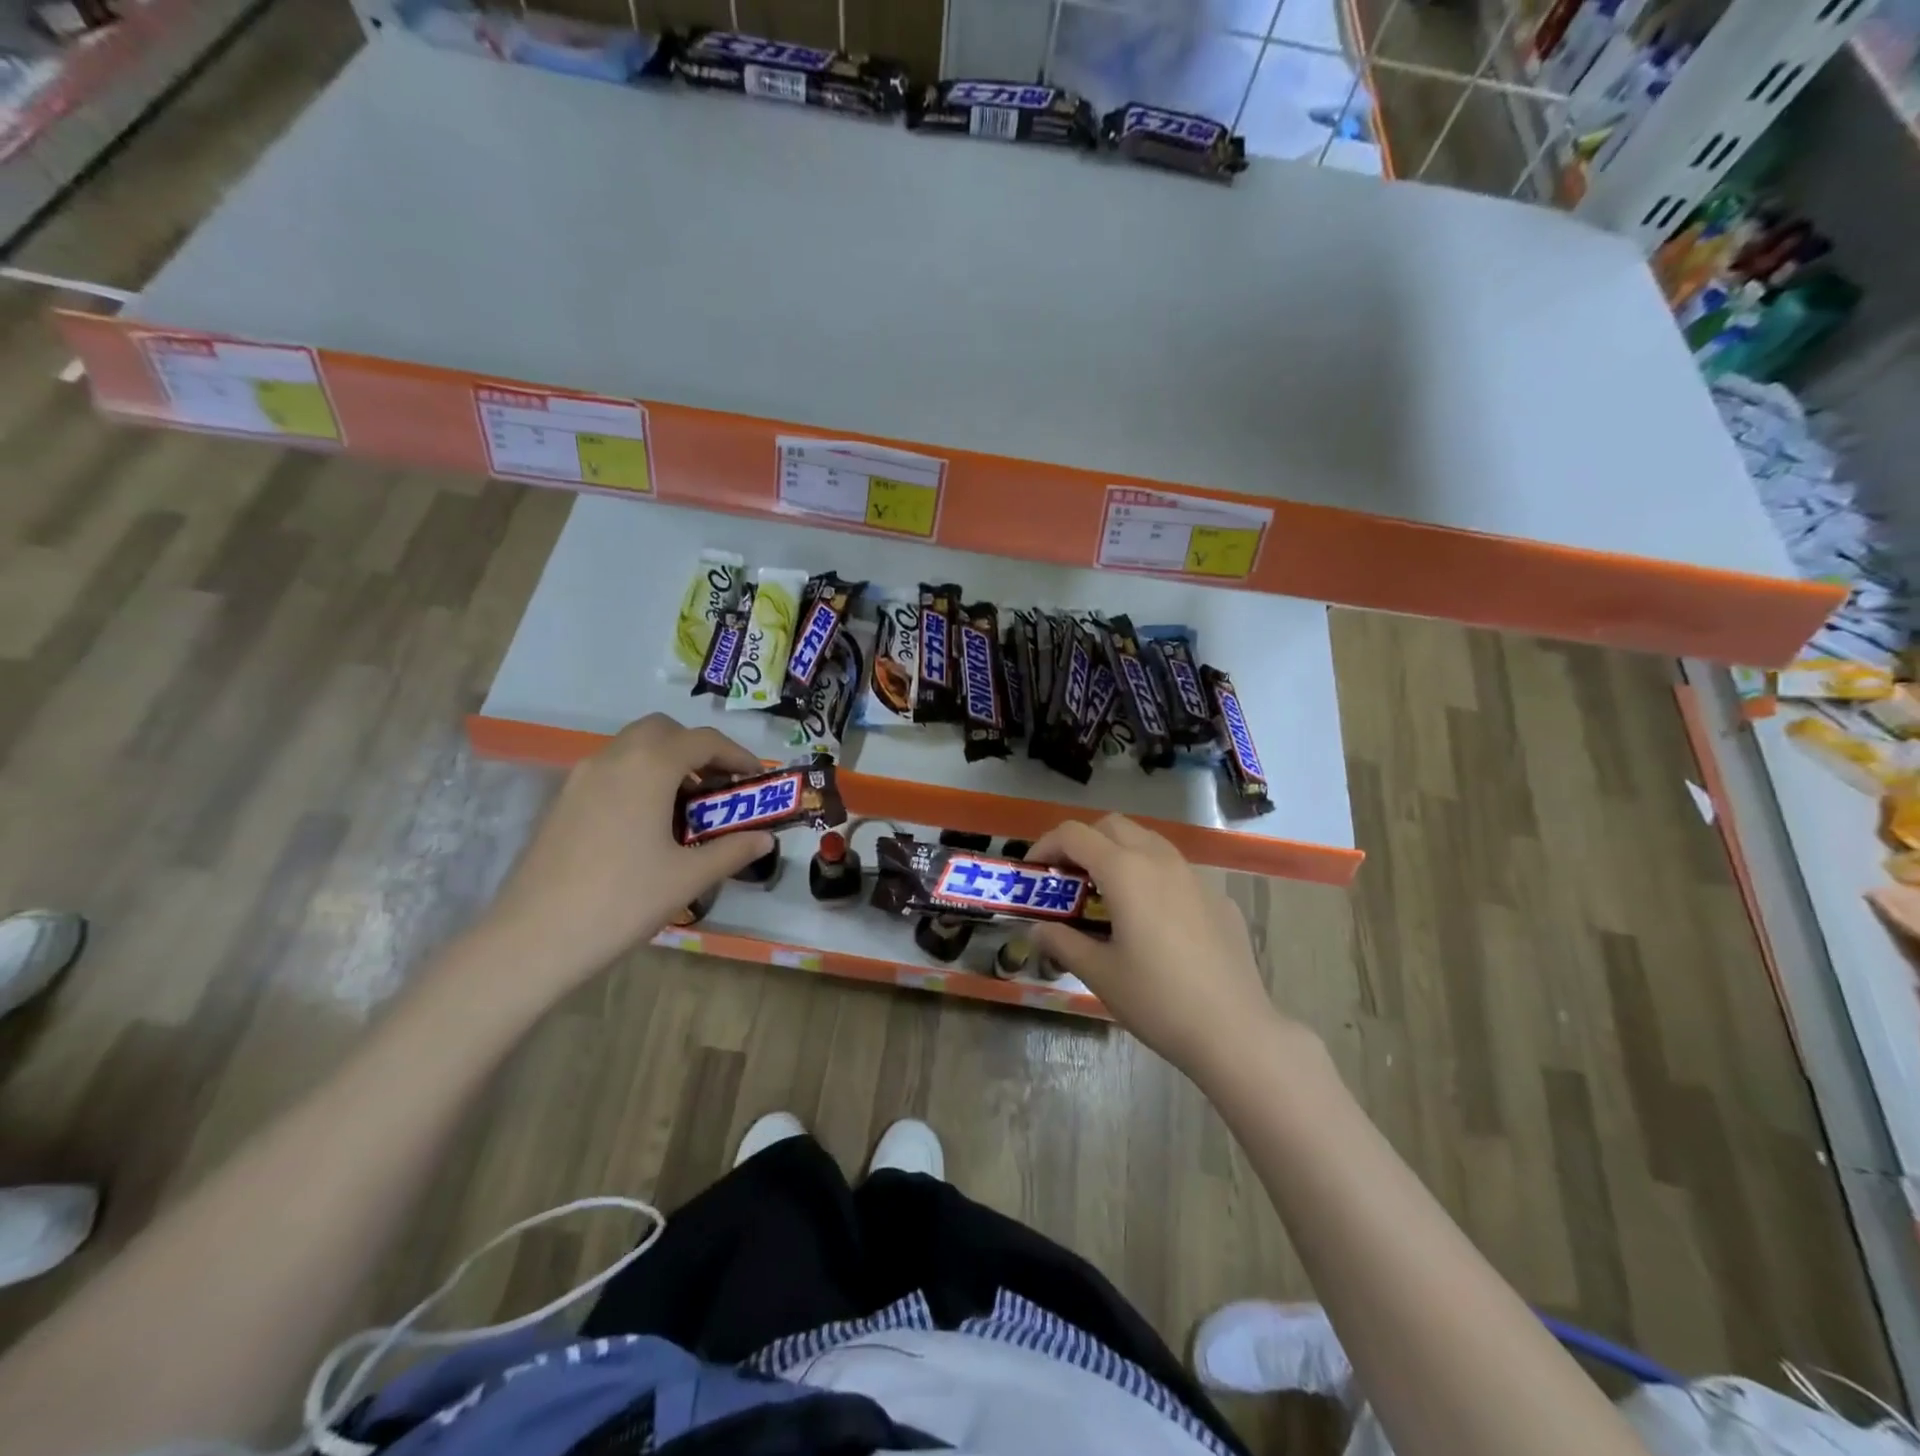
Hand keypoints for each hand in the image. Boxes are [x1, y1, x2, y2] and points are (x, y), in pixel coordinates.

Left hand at [482, 715, 774, 989]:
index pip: (703, 740)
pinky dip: (638, 777)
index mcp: (649, 767)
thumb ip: (732, 850)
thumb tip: (765, 839)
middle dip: (697, 748)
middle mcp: (613, 758)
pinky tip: (647, 824)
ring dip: (666, 761)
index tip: (755, 778)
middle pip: (663, 730)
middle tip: (718, 785)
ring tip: (687, 807)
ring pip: (632, 747)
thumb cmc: (622, 901)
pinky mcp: (562, 801)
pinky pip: (610, 770)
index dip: (736, 754)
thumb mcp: (688, 877)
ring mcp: (580, 777)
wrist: (533, 939)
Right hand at [1027, 815, 1292, 1080]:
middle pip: (1112, 826)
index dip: (1046, 846)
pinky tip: (1153, 922)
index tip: (1035, 873)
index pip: (1074, 835)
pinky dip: (1152, 878)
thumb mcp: (1099, 974)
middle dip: (1083, 842)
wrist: (1235, 1030)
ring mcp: (1194, 876)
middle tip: (1069, 879)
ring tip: (1107, 895)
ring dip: (1119, 853)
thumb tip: (1038, 930)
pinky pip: (1176, 871)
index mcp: (1125, 871)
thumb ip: (1063, 943)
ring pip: (1148, 842)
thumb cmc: (1157, 1000)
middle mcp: (1160, 860)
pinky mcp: (1217, 898)